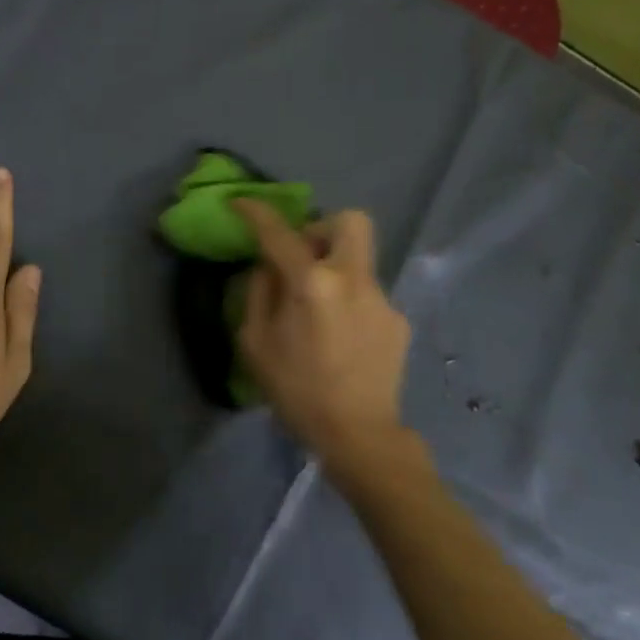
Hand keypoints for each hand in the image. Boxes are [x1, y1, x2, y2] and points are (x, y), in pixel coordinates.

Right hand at [232, 200, 412, 478]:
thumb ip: (259, 294)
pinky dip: (348, 301)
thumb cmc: (297, 392)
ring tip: (318, 309)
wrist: (359, 436)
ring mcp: (382, 298)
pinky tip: (340, 337)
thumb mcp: (256, 344)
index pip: (280, 233)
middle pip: (349, 221)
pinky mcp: (398, 320)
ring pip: (358, 259)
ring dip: (334, 269)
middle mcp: (353, 279)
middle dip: (321, 228)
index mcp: (312, 284)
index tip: (241, 203)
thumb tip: (268, 268)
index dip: (256, 212)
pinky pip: (367, 293)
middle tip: (302, 257)